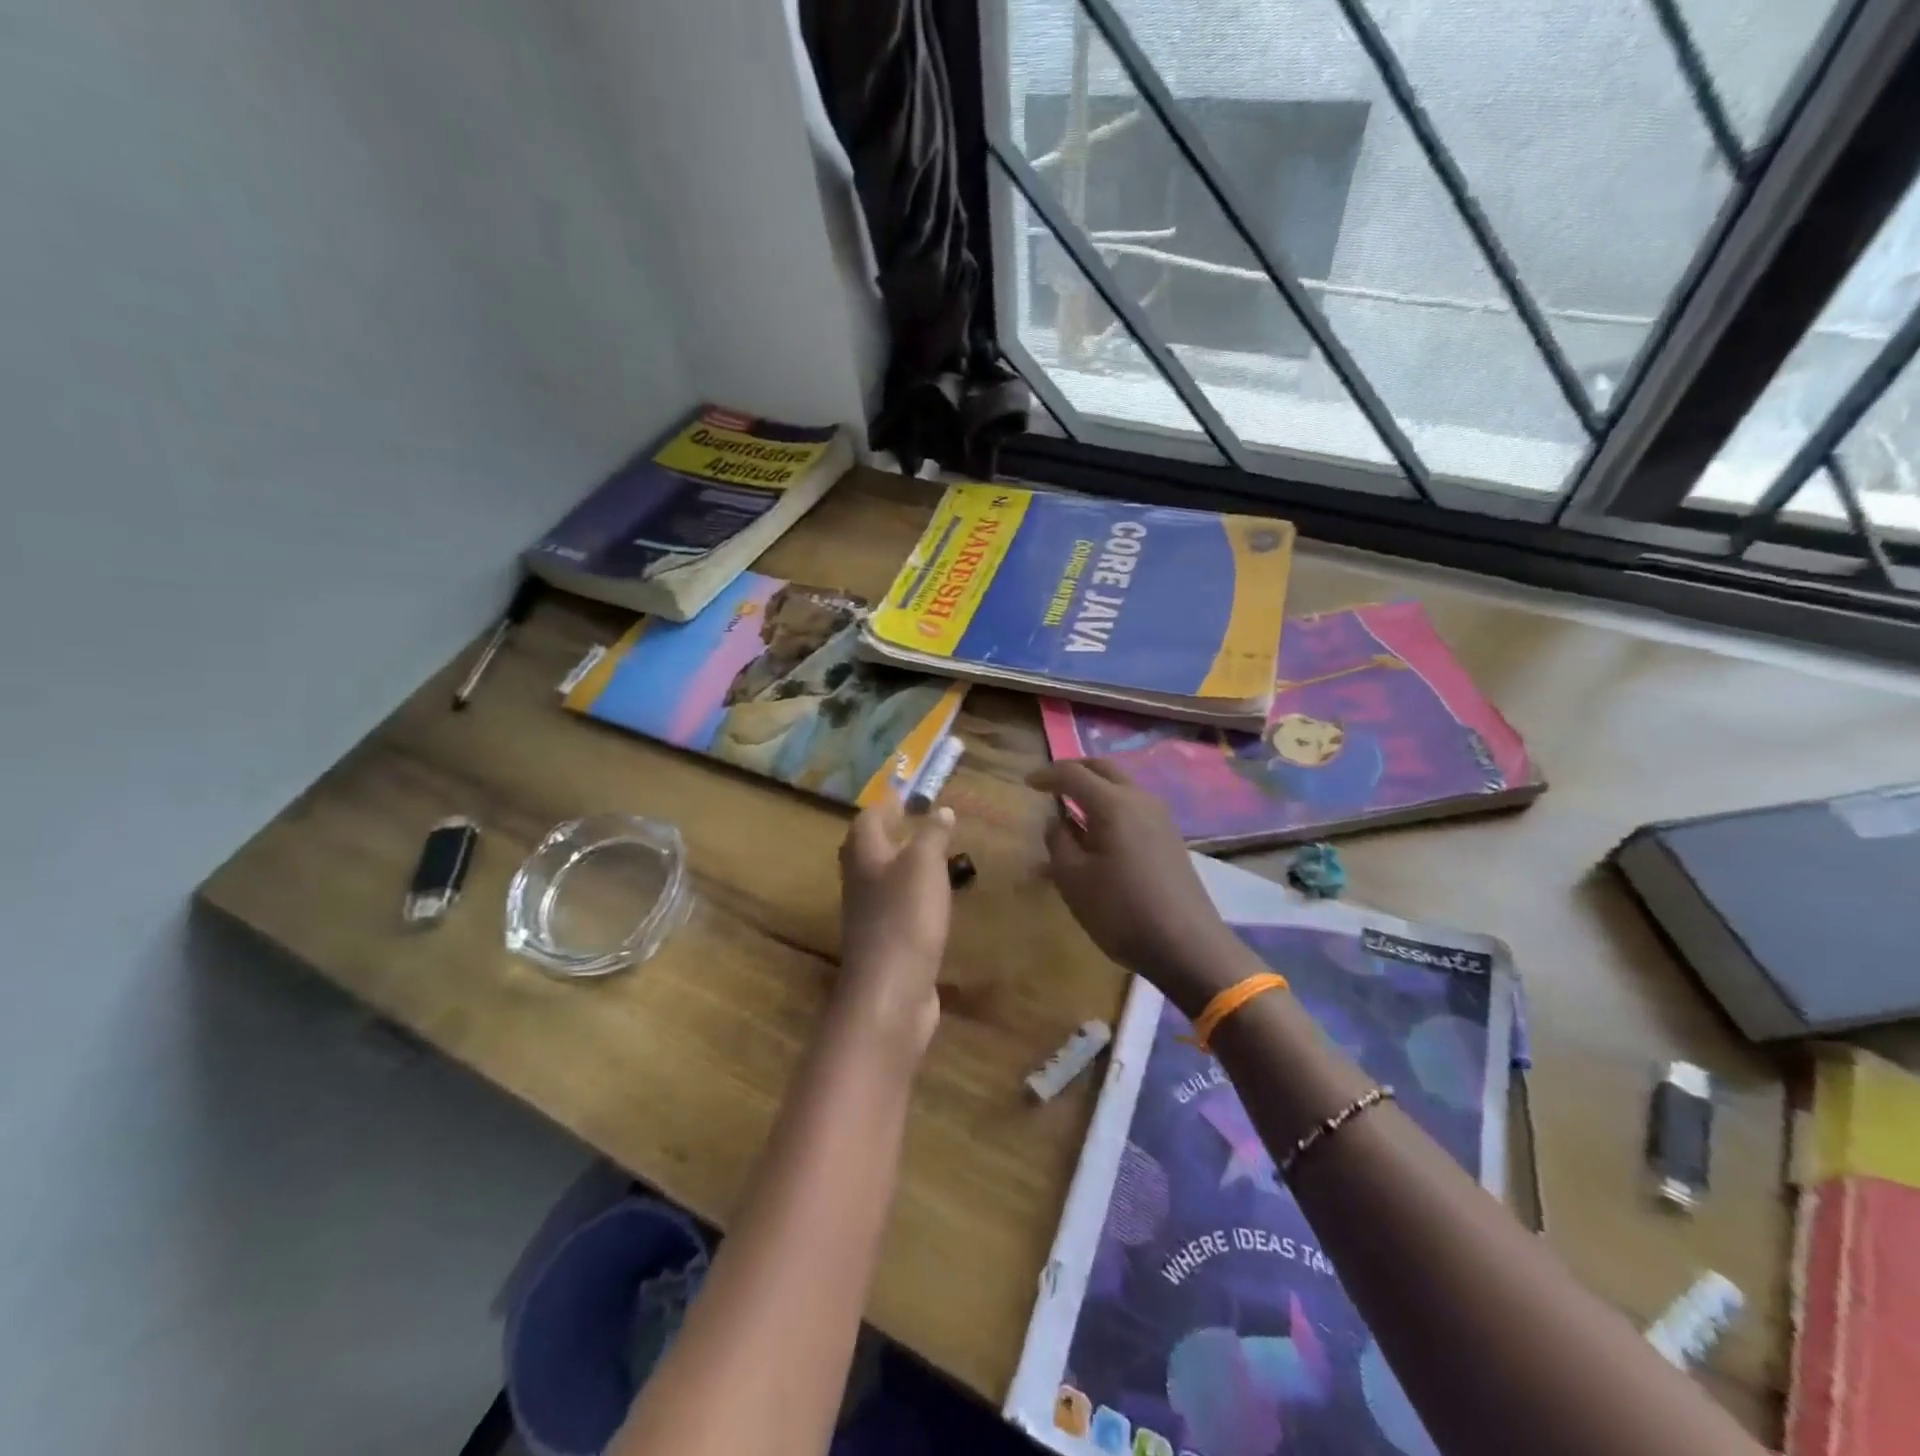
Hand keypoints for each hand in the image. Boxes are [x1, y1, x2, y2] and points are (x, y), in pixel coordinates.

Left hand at [835, 799, 955, 1057]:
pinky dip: (913, 897)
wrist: (891, 992)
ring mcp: (870, 917)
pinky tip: (934, 901)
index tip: (907, 795)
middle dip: (888, 834)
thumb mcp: (924, 865)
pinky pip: (897, 909)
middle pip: (867, 850)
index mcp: (864, 857)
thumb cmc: (905, 917)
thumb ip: (932, 836)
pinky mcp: (886, 944)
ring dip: (902, 866)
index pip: (867, 820)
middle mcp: (860, 883)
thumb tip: (940, 810)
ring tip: (932, 857)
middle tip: (916, 823)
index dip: (886, 805)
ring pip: (882, 880)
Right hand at [1028, 759, 1250, 1015]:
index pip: (1073, 774)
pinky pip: (1133, 808)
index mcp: (1113, 804)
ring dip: (1095, 789)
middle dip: (1075, 771)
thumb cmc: (1121, 911)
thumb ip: (1058, 842)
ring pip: (1122, 787)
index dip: (1047, 775)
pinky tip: (1098, 835)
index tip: (1027, 783)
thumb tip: (1056, 822)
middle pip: (1103, 769)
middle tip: (1051, 783)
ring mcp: (1160, 818)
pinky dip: (1110, 809)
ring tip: (1072, 810)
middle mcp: (1140, 800)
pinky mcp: (1170, 838)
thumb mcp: (1073, 879)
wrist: (1187, 945)